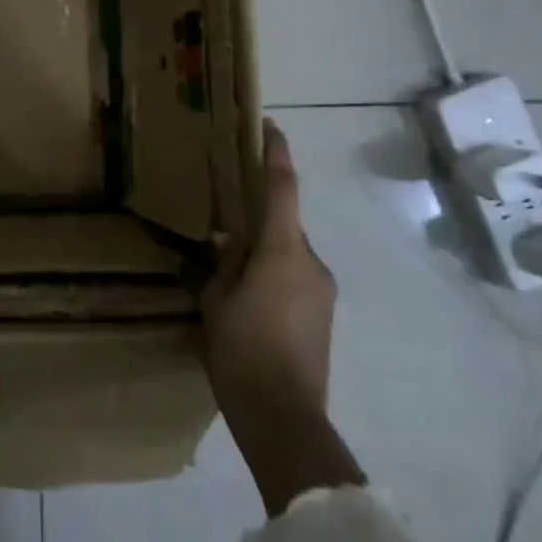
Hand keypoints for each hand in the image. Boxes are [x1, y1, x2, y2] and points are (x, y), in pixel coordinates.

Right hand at [200, 120, 360, 514]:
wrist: (284, 415)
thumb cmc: (240, 349)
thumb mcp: (216, 299)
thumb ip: (225, 262)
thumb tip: (231, 240)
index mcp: (282, 252)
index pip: (283, 190)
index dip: (276, 155)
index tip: (269, 127)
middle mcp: (311, 263)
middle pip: (285, 223)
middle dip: (260, 214)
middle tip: (226, 215)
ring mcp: (323, 290)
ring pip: (290, 252)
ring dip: (265, 249)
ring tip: (232, 266)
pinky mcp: (325, 315)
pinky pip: (297, 276)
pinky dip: (275, 272)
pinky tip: (250, 297)